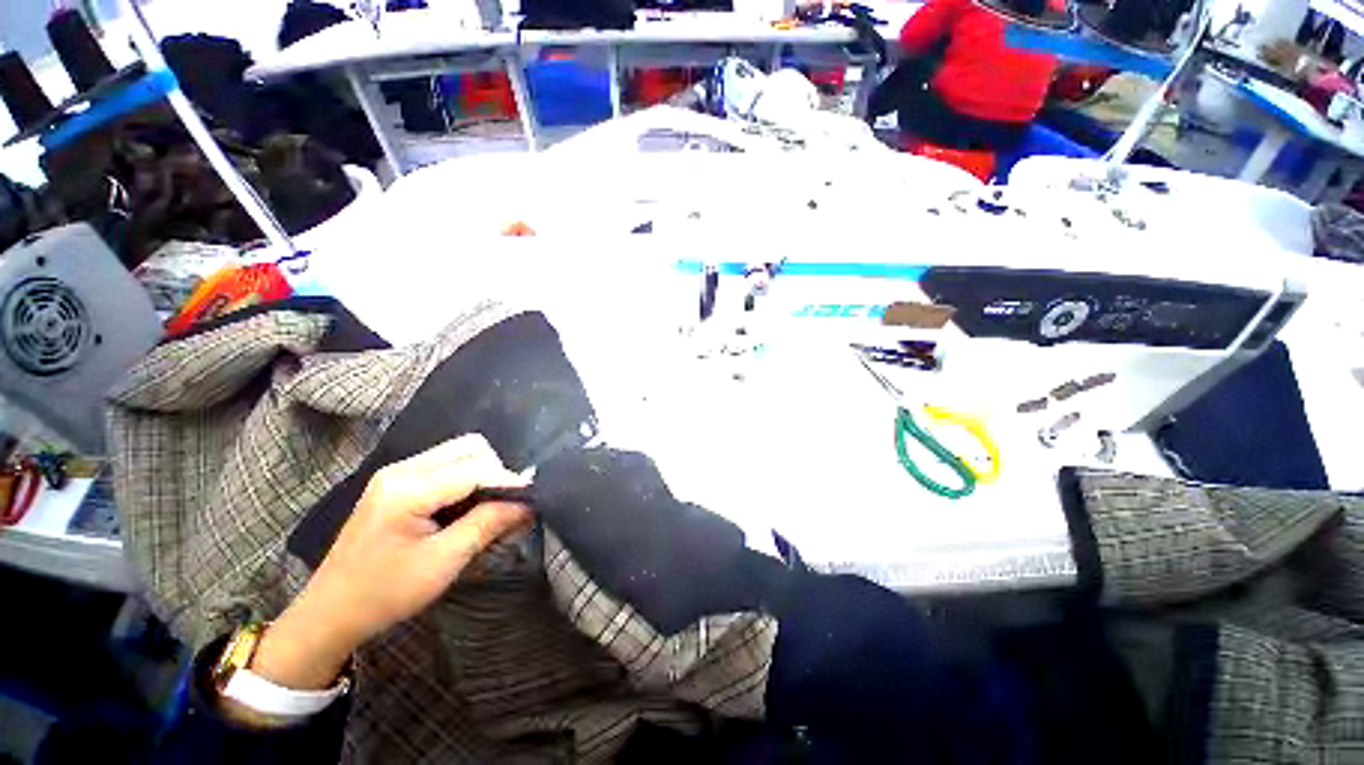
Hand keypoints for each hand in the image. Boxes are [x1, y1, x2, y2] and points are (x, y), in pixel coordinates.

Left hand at [250, 435, 530, 689]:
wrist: (330, 612)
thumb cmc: (385, 593)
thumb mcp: (443, 562)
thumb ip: (488, 525)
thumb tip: (528, 504)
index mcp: (408, 489)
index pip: (475, 469)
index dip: (509, 481)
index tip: (535, 497)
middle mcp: (403, 469)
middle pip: (469, 448)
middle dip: (497, 471)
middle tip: (508, 504)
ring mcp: (398, 473)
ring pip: (459, 453)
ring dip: (483, 473)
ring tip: (492, 505)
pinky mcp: (398, 482)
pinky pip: (446, 465)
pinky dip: (468, 478)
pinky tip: (470, 505)